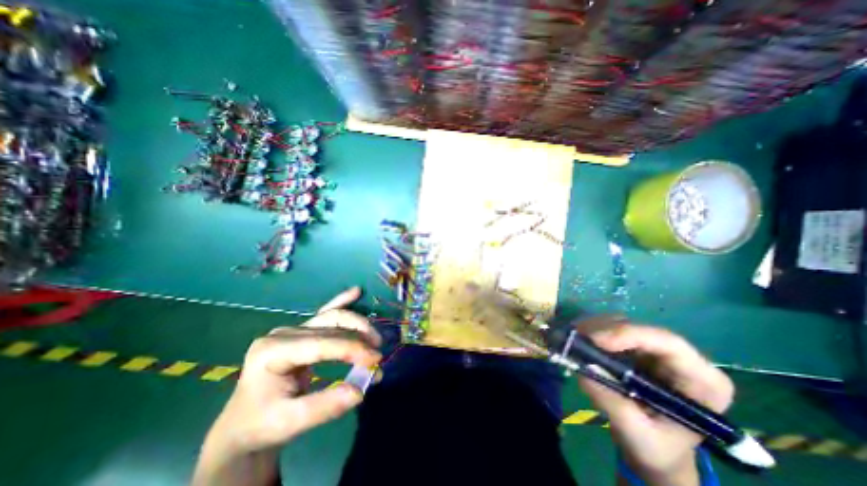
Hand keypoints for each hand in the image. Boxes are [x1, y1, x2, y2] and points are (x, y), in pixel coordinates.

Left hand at [193, 289, 379, 484]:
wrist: (243, 424)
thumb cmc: (262, 424)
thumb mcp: (290, 423)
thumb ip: (325, 406)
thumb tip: (361, 390)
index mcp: (273, 351)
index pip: (322, 343)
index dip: (352, 349)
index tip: (375, 360)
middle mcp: (284, 333)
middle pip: (330, 325)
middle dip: (359, 337)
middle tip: (377, 353)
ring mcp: (292, 329)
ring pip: (333, 317)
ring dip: (357, 325)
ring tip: (375, 339)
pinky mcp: (301, 331)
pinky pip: (325, 313)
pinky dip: (342, 302)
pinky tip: (355, 292)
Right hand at [574, 318, 728, 485]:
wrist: (655, 449)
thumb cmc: (657, 448)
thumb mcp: (638, 434)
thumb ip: (613, 404)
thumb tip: (583, 370)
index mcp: (702, 381)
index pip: (669, 343)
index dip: (630, 335)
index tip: (597, 341)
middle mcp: (681, 358)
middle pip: (640, 329)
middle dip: (604, 330)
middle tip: (574, 336)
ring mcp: (656, 350)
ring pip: (622, 324)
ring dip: (594, 328)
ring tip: (572, 338)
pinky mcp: (636, 347)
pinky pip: (612, 329)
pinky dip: (592, 331)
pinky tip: (578, 338)